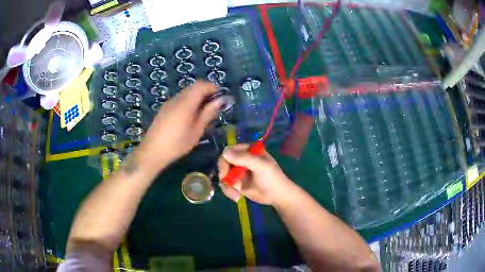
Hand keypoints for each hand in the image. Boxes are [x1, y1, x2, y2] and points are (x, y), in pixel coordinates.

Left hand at [137, 81, 222, 168]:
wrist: (152, 151)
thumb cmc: (177, 144)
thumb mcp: (196, 131)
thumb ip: (208, 113)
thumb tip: (220, 101)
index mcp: (186, 103)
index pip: (201, 85)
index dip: (213, 88)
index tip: (221, 97)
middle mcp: (176, 99)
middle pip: (194, 87)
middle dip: (206, 93)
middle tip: (214, 106)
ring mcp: (169, 103)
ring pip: (186, 93)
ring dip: (197, 98)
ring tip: (203, 113)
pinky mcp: (164, 109)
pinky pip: (180, 100)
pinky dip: (189, 102)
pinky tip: (190, 117)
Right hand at [217, 144, 294, 204]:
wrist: (278, 197)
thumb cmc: (272, 179)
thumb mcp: (261, 166)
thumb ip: (244, 158)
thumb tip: (224, 153)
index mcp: (248, 150)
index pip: (230, 150)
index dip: (225, 160)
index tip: (225, 172)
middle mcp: (242, 159)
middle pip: (223, 162)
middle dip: (224, 174)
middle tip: (227, 183)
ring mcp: (238, 171)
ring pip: (223, 175)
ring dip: (227, 186)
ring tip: (236, 195)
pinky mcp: (237, 183)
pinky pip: (226, 184)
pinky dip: (229, 191)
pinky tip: (237, 197)